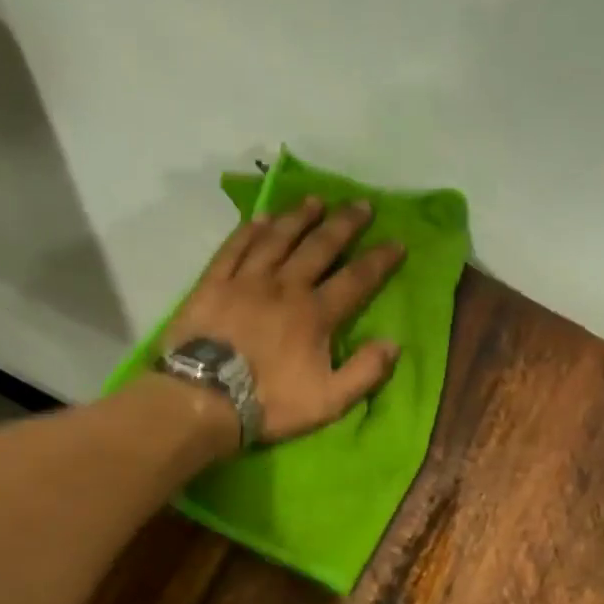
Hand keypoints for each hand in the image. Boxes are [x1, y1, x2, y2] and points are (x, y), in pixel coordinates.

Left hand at [164, 196, 405, 444]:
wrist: (206, 398)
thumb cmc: (271, 402)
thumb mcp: (329, 401)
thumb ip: (364, 372)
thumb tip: (393, 344)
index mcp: (315, 314)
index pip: (356, 280)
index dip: (379, 261)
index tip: (397, 242)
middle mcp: (285, 286)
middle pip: (319, 247)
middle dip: (344, 225)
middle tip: (362, 204)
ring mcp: (247, 281)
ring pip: (278, 238)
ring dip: (299, 218)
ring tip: (316, 202)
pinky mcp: (214, 283)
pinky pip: (235, 247)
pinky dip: (250, 230)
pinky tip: (261, 218)